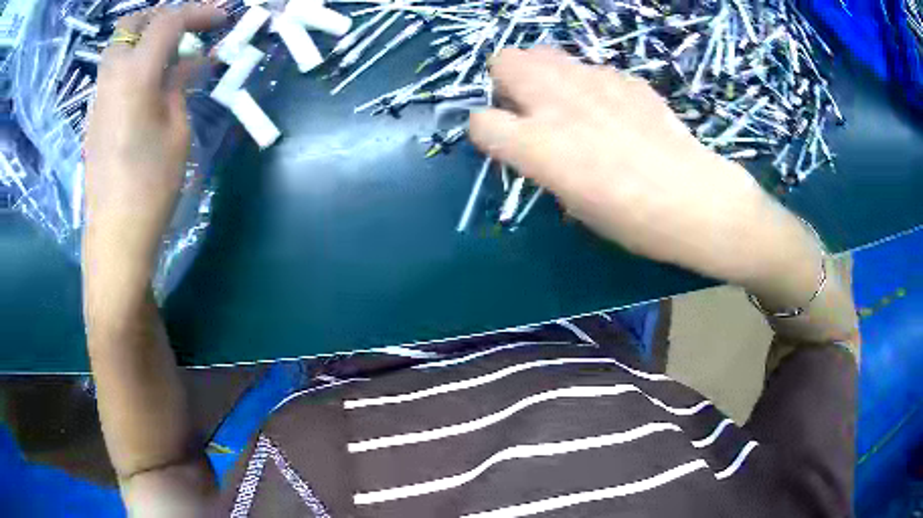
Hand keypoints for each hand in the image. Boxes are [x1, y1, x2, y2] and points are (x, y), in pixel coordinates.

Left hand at [83, 4, 225, 280]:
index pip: (168, 21)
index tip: (222, 19)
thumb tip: (193, 60)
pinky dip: (135, 62)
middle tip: (186, 31)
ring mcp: (99, 96)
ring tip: (171, 55)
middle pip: (133, 24)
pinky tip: (152, 83)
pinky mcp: (95, 115)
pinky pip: (115, 71)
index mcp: (135, 75)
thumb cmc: (151, 186)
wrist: (116, 235)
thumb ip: (180, 85)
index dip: (199, 12)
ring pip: (120, 45)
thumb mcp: (177, 130)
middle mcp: (111, 76)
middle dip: (163, 17)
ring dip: (147, 38)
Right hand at [470, 48, 804, 284]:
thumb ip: (545, 164)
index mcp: (539, 145)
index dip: (486, 132)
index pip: (481, 122)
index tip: (502, 142)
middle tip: (528, 108)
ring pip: (543, 52)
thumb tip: (538, 145)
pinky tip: (612, 109)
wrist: (697, 199)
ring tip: (565, 102)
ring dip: (541, 73)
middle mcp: (558, 102)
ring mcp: (594, 81)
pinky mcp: (624, 77)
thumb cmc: (634, 220)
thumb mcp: (575, 204)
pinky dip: (587, 83)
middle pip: (504, 61)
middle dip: (506, 82)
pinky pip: (589, 69)